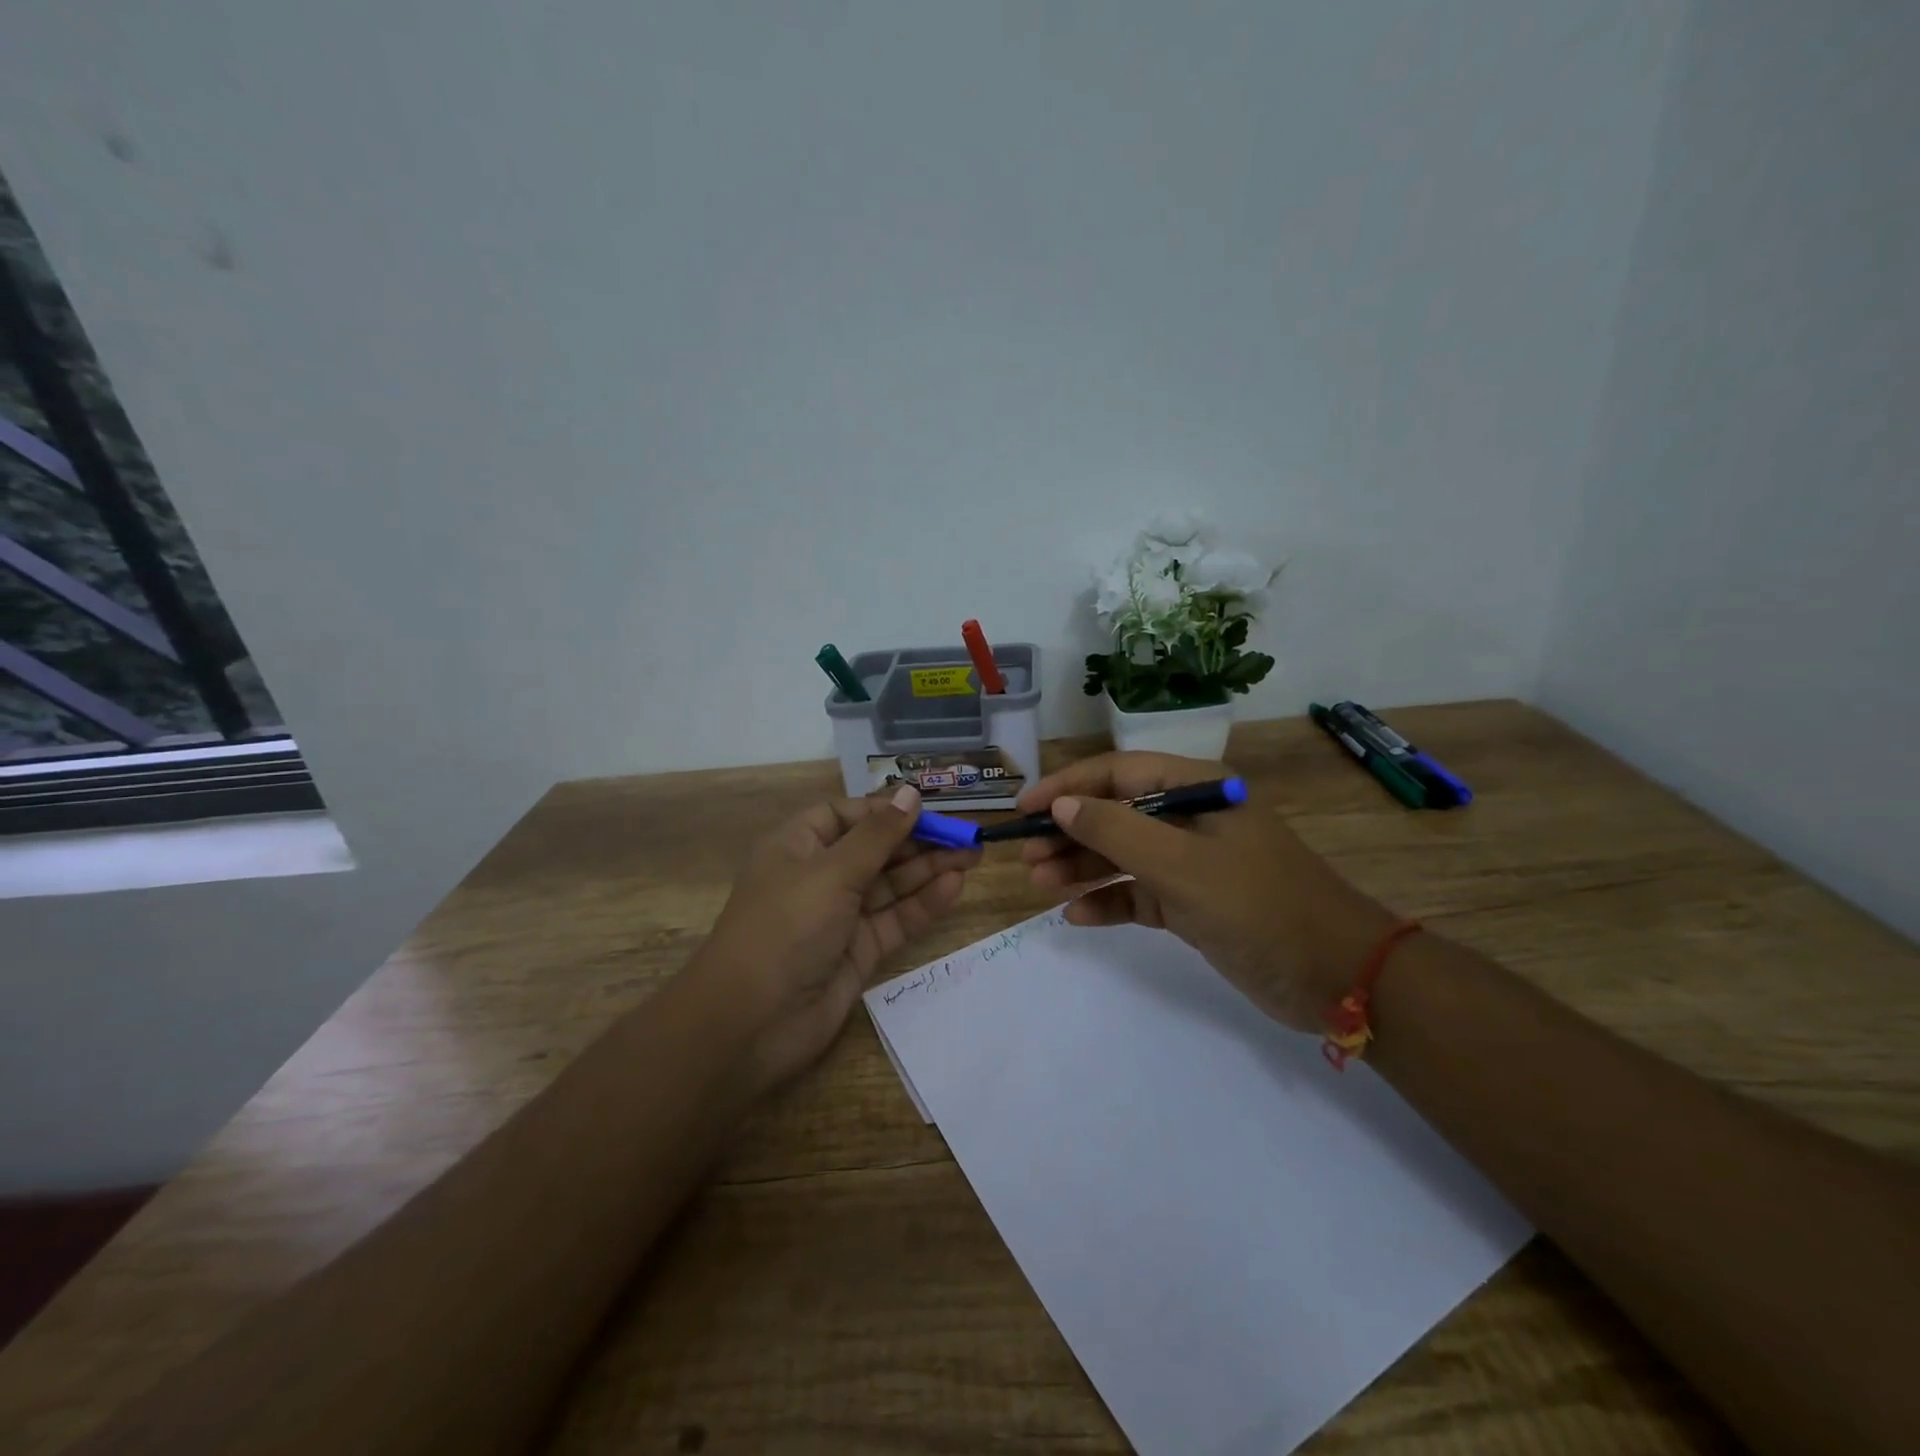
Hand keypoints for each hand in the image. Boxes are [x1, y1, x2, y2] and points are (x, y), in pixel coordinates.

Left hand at [696, 785, 978, 1088]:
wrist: (751, 1022)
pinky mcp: (858, 951)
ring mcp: (839, 916)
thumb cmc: (785, 927)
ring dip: (928, 869)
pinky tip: (954, 886)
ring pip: (890, 884)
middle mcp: (818, 876)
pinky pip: (895, 919)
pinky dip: (923, 904)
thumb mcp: (832, 871)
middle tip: (966, 835)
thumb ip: (878, 835)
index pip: (846, 815)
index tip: (926, 808)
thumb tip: (910, 793)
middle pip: (874, 849)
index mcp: (797, 846)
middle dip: (918, 840)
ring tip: (972, 855)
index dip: (884, 810)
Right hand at [1019, 752, 1395, 1030]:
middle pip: (1115, 813)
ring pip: (1122, 854)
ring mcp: (1191, 862)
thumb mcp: (1182, 865)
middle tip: (1026, 858)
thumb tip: (1061, 804)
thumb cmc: (1259, 906)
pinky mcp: (1193, 902)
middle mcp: (1190, 818)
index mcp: (1196, 789)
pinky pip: (1138, 893)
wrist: (1337, 977)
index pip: (1117, 773)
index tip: (1024, 809)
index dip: (1066, 786)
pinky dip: (1109, 900)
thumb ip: (1117, 830)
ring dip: (1081, 867)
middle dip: (1069, 832)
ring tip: (1039, 884)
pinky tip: (1077, 915)